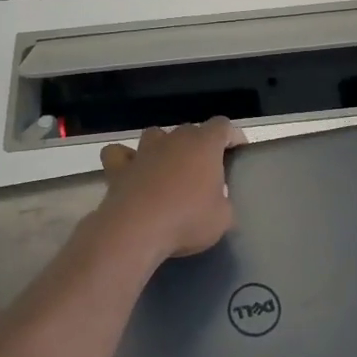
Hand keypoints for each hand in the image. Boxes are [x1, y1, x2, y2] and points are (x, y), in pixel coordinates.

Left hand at [91, 118, 245, 265]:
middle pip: (191, 130)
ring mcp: (143, 150)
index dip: (233, 136)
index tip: (238, 150)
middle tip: (205, 170)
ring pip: (156, 135)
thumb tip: (218, 202)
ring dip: (164, 147)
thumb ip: (224, 203)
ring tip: (170, 167)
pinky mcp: (119, 167)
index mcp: (204, 145)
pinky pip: (120, 153)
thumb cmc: (187, 220)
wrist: (136, 230)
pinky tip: (132, 170)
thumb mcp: (222, 219)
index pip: (223, 126)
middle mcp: (174, 139)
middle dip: (200, 145)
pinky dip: (126, 159)